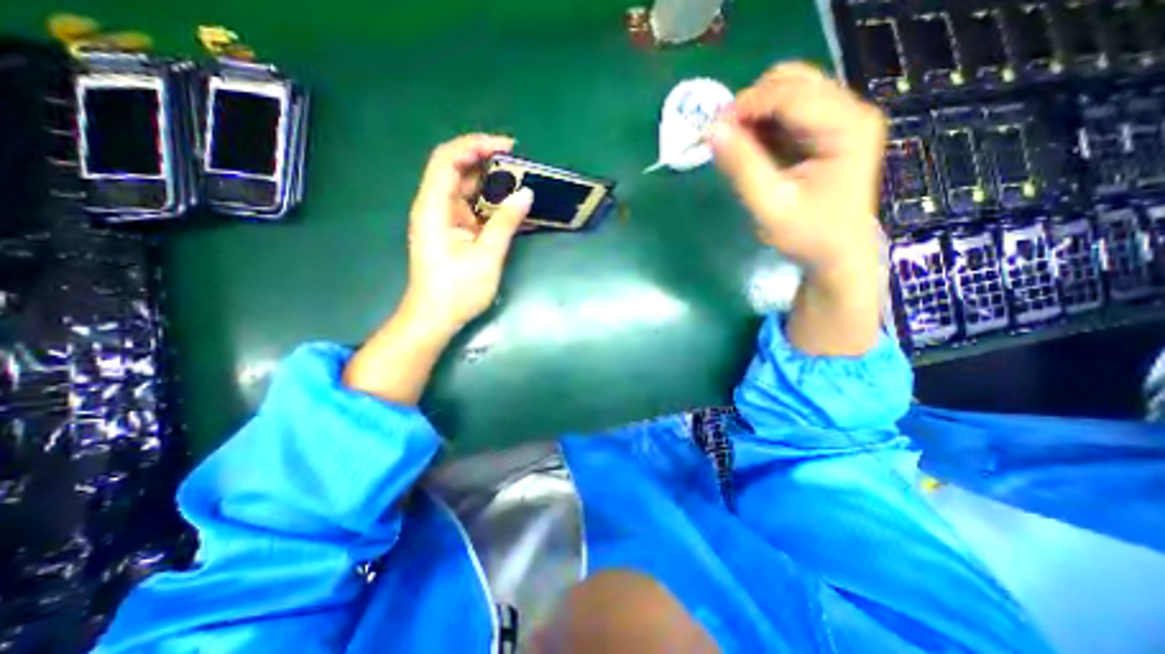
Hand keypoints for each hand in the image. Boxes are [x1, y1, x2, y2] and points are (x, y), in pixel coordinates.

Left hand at [342, 136, 532, 405]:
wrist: (435, 318)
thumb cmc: (457, 291)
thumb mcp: (486, 256)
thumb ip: (505, 223)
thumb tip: (526, 194)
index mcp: (434, 208)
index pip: (448, 160)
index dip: (475, 145)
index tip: (508, 147)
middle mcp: (435, 207)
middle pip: (457, 170)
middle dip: (487, 162)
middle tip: (521, 165)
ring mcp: (444, 219)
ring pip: (466, 189)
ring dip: (491, 183)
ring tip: (521, 182)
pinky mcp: (453, 232)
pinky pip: (472, 207)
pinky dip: (490, 203)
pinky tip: (510, 205)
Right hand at [711, 62, 884, 281]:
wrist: (838, 255)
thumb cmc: (808, 235)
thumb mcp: (770, 205)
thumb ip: (742, 167)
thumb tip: (712, 131)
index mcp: (845, 127)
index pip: (790, 95)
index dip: (746, 105)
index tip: (711, 129)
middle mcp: (850, 111)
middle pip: (793, 82)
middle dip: (750, 104)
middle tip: (722, 136)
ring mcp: (841, 119)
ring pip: (790, 91)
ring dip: (755, 112)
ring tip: (733, 143)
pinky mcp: (829, 131)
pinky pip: (790, 112)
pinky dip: (764, 124)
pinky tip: (750, 147)